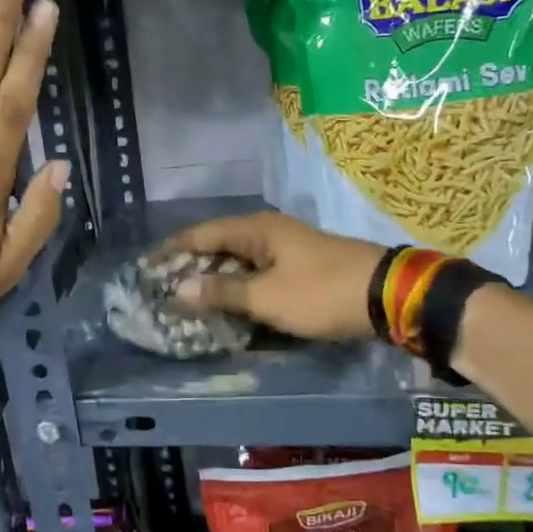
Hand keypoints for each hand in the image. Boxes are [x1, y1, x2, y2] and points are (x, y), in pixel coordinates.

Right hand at [168, 212, 386, 340]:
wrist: (387, 295)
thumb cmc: (321, 292)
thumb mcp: (266, 297)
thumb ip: (222, 292)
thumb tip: (179, 287)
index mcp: (255, 229)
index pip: (200, 234)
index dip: (171, 250)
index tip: (145, 267)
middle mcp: (268, 231)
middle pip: (217, 244)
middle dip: (190, 265)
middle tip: (163, 287)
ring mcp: (286, 247)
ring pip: (238, 260)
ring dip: (214, 277)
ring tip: (188, 298)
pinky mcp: (300, 266)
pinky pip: (257, 272)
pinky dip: (238, 285)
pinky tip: (229, 302)